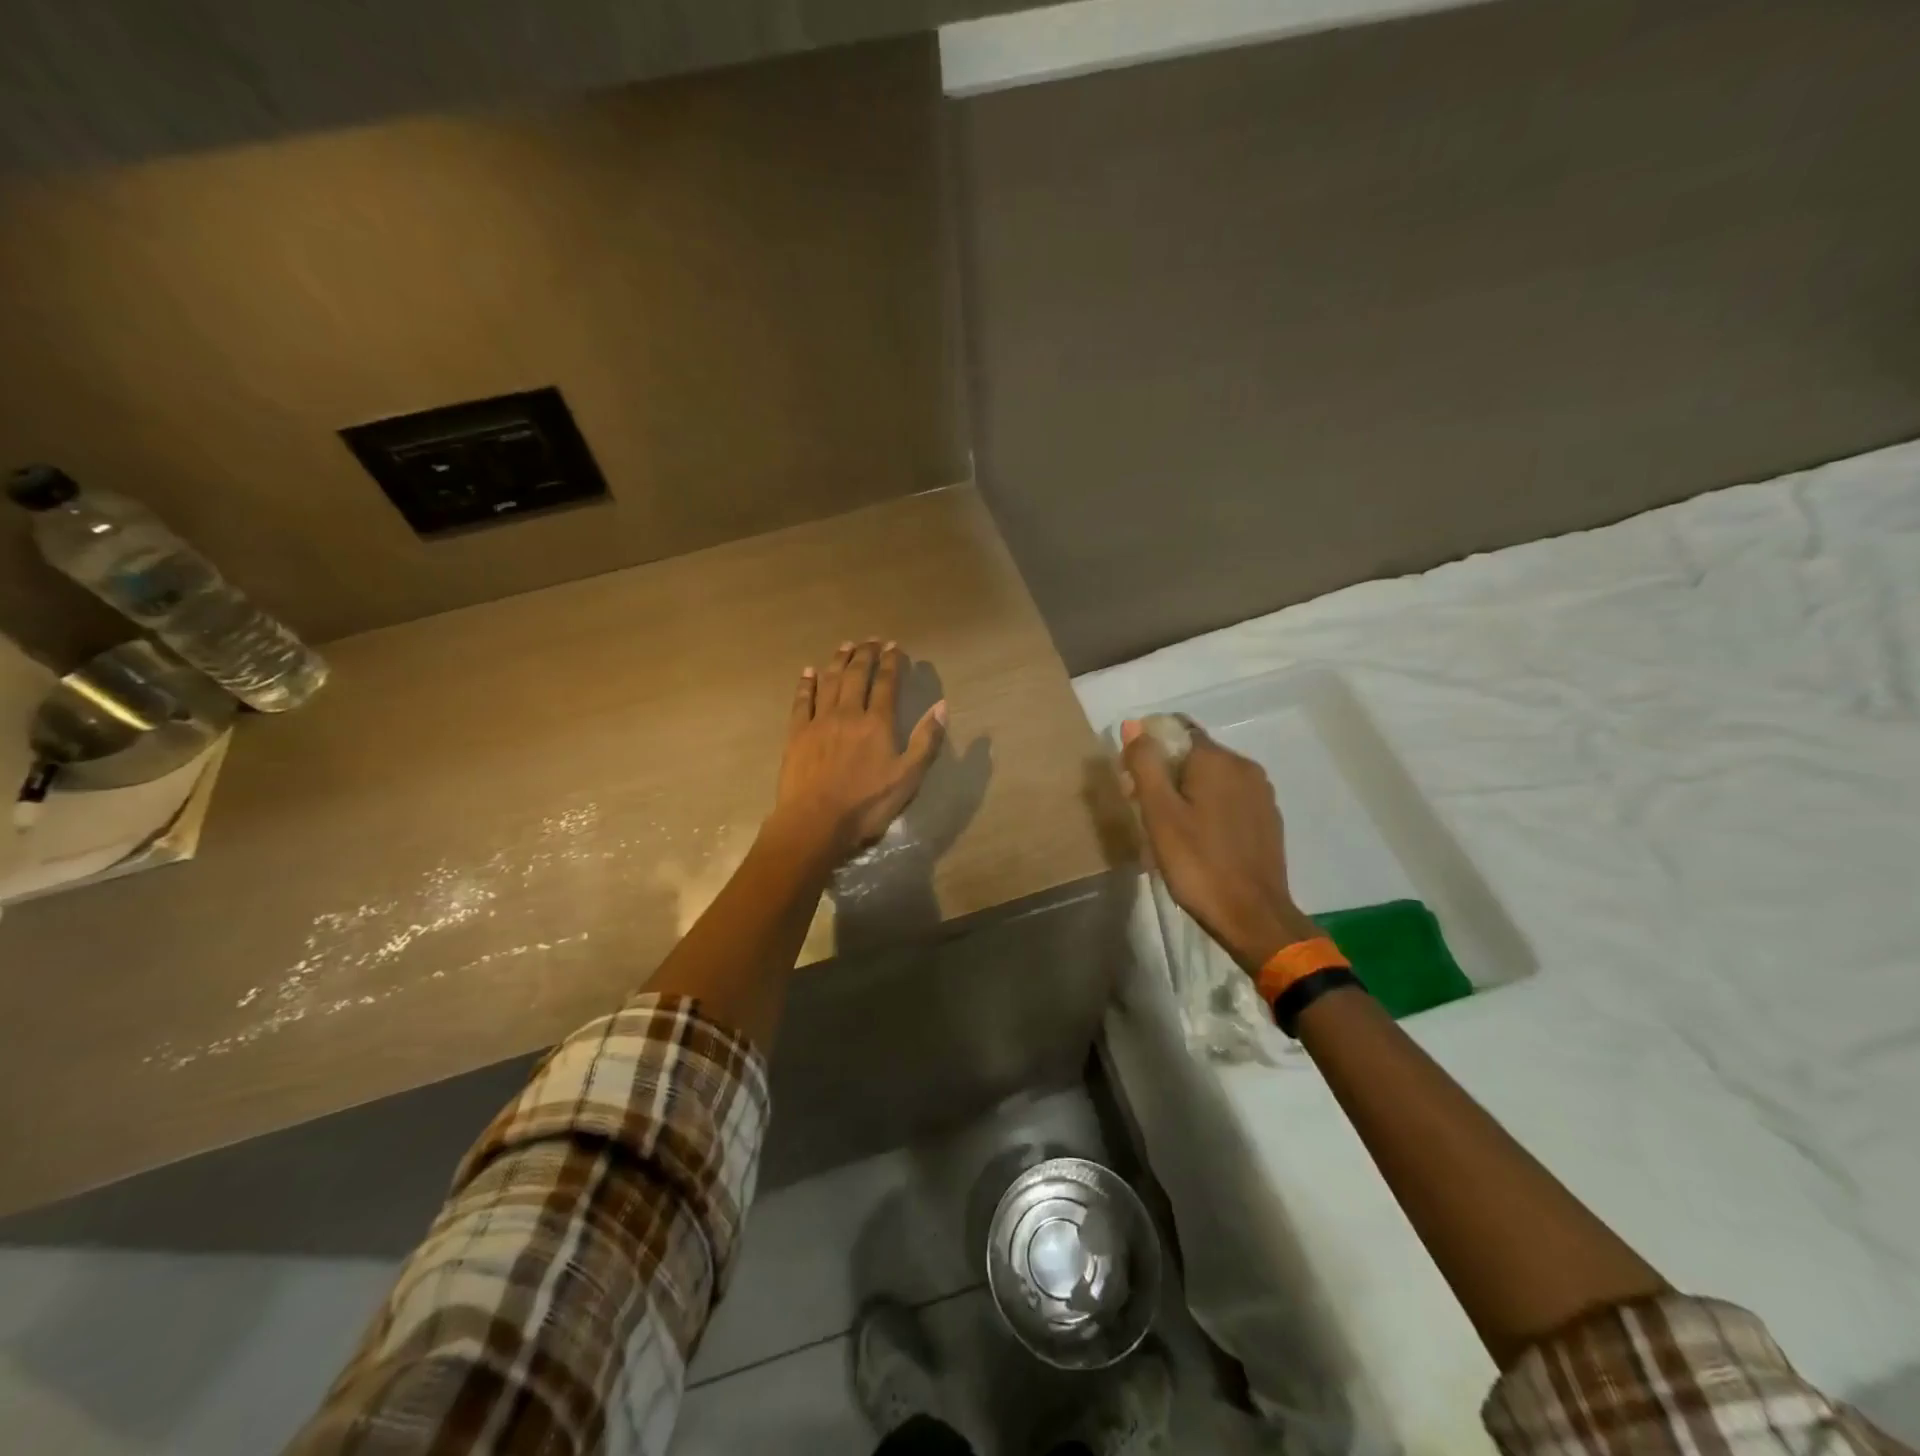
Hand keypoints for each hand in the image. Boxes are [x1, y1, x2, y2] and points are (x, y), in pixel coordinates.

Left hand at [770, 640, 946, 864]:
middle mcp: (848, 713)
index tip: (894, 646)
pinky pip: (802, 701)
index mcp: (877, 723)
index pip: (886, 684)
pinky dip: (806, 684)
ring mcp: (819, 722)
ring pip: (829, 681)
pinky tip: (808, 671)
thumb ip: (926, 740)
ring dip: (838, 661)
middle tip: (872, 640)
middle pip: (856, 675)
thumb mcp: (908, 778)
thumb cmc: (867, 804)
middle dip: (865, 654)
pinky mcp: (796, 734)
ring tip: (845, 645)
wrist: (816, 822)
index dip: (891, 663)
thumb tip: (941, 706)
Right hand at [1121, 718, 1317, 974]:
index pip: (1176, 729)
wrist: (1252, 916)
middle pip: (1194, 754)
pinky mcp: (1268, 818)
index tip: (1133, 780)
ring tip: (1170, 830)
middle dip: (1166, 773)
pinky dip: (1210, 809)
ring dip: (1187, 793)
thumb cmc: (1198, 863)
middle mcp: (1244, 766)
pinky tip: (1199, 840)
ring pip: (1213, 778)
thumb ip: (1145, 765)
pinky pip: (1230, 799)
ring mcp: (1261, 793)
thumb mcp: (1159, 814)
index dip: (1149, 748)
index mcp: (1217, 759)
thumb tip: (1134, 725)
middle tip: (1145, 811)